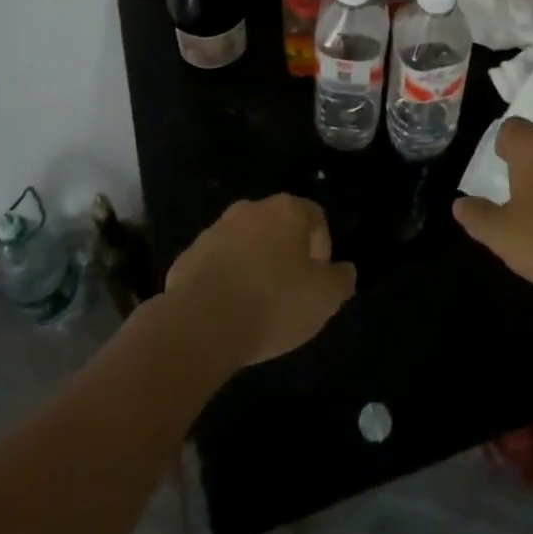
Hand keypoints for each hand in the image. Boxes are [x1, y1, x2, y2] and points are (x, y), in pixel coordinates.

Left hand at [164, 194, 355, 368]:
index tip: (317, 280)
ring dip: (253, 264)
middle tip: (289, 291)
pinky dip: (224, 279)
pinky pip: (216, 263)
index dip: (321, 248)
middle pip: (278, 226)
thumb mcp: (324, 300)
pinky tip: (227, 311)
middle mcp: (251, 209)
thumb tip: (344, 270)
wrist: (200, 324)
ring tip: (255, 304)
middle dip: (285, 254)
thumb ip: (341, 280)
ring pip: (245, 242)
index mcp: (287, 211)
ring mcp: (215, 229)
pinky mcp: (188, 255)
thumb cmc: (272, 304)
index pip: (315, 217)